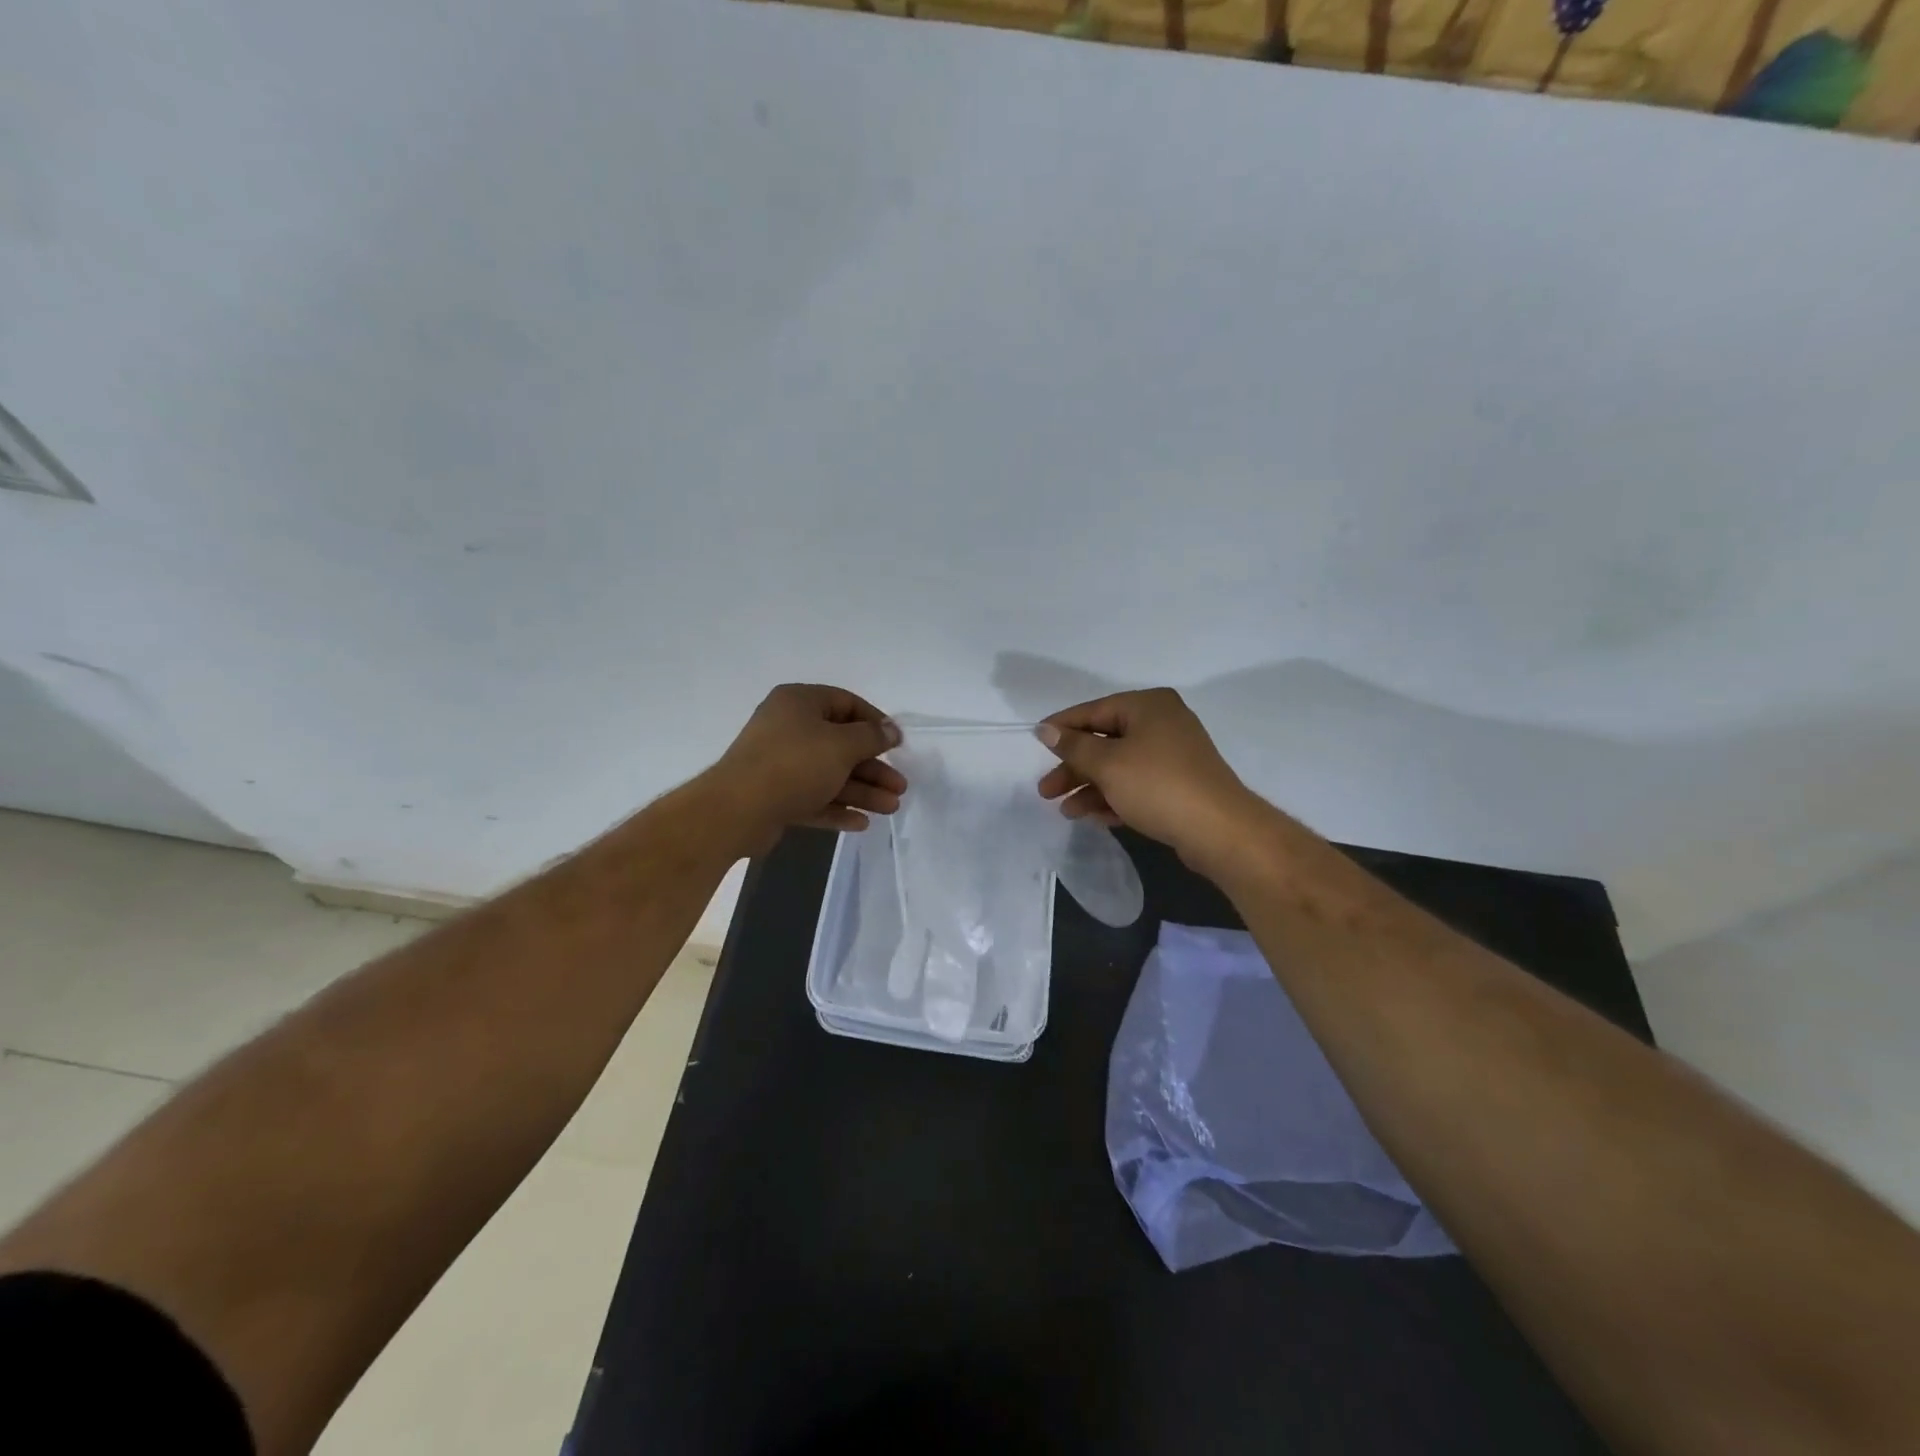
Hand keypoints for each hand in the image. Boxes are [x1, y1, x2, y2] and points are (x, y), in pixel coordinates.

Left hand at [704, 684, 905, 850]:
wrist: (737, 810)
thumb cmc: (795, 764)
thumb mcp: (842, 745)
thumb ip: (872, 737)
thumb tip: (891, 730)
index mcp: (799, 703)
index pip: (846, 703)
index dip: (875, 722)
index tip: (897, 744)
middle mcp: (788, 728)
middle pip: (841, 744)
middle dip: (873, 767)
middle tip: (899, 786)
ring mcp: (779, 763)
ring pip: (830, 774)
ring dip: (862, 790)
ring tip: (891, 808)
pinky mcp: (775, 796)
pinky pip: (813, 797)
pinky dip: (837, 808)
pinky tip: (862, 823)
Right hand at [1036, 688, 1258, 867]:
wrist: (1219, 830)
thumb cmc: (1158, 785)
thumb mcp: (1107, 764)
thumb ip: (1073, 746)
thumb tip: (1045, 729)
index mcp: (1148, 706)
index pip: (1093, 710)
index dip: (1062, 728)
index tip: (1035, 743)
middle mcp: (1162, 723)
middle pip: (1105, 741)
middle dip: (1074, 768)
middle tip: (1046, 791)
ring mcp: (1173, 755)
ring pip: (1119, 766)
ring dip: (1090, 787)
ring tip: (1066, 811)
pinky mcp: (1179, 784)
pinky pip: (1136, 784)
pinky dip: (1114, 797)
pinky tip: (1093, 816)